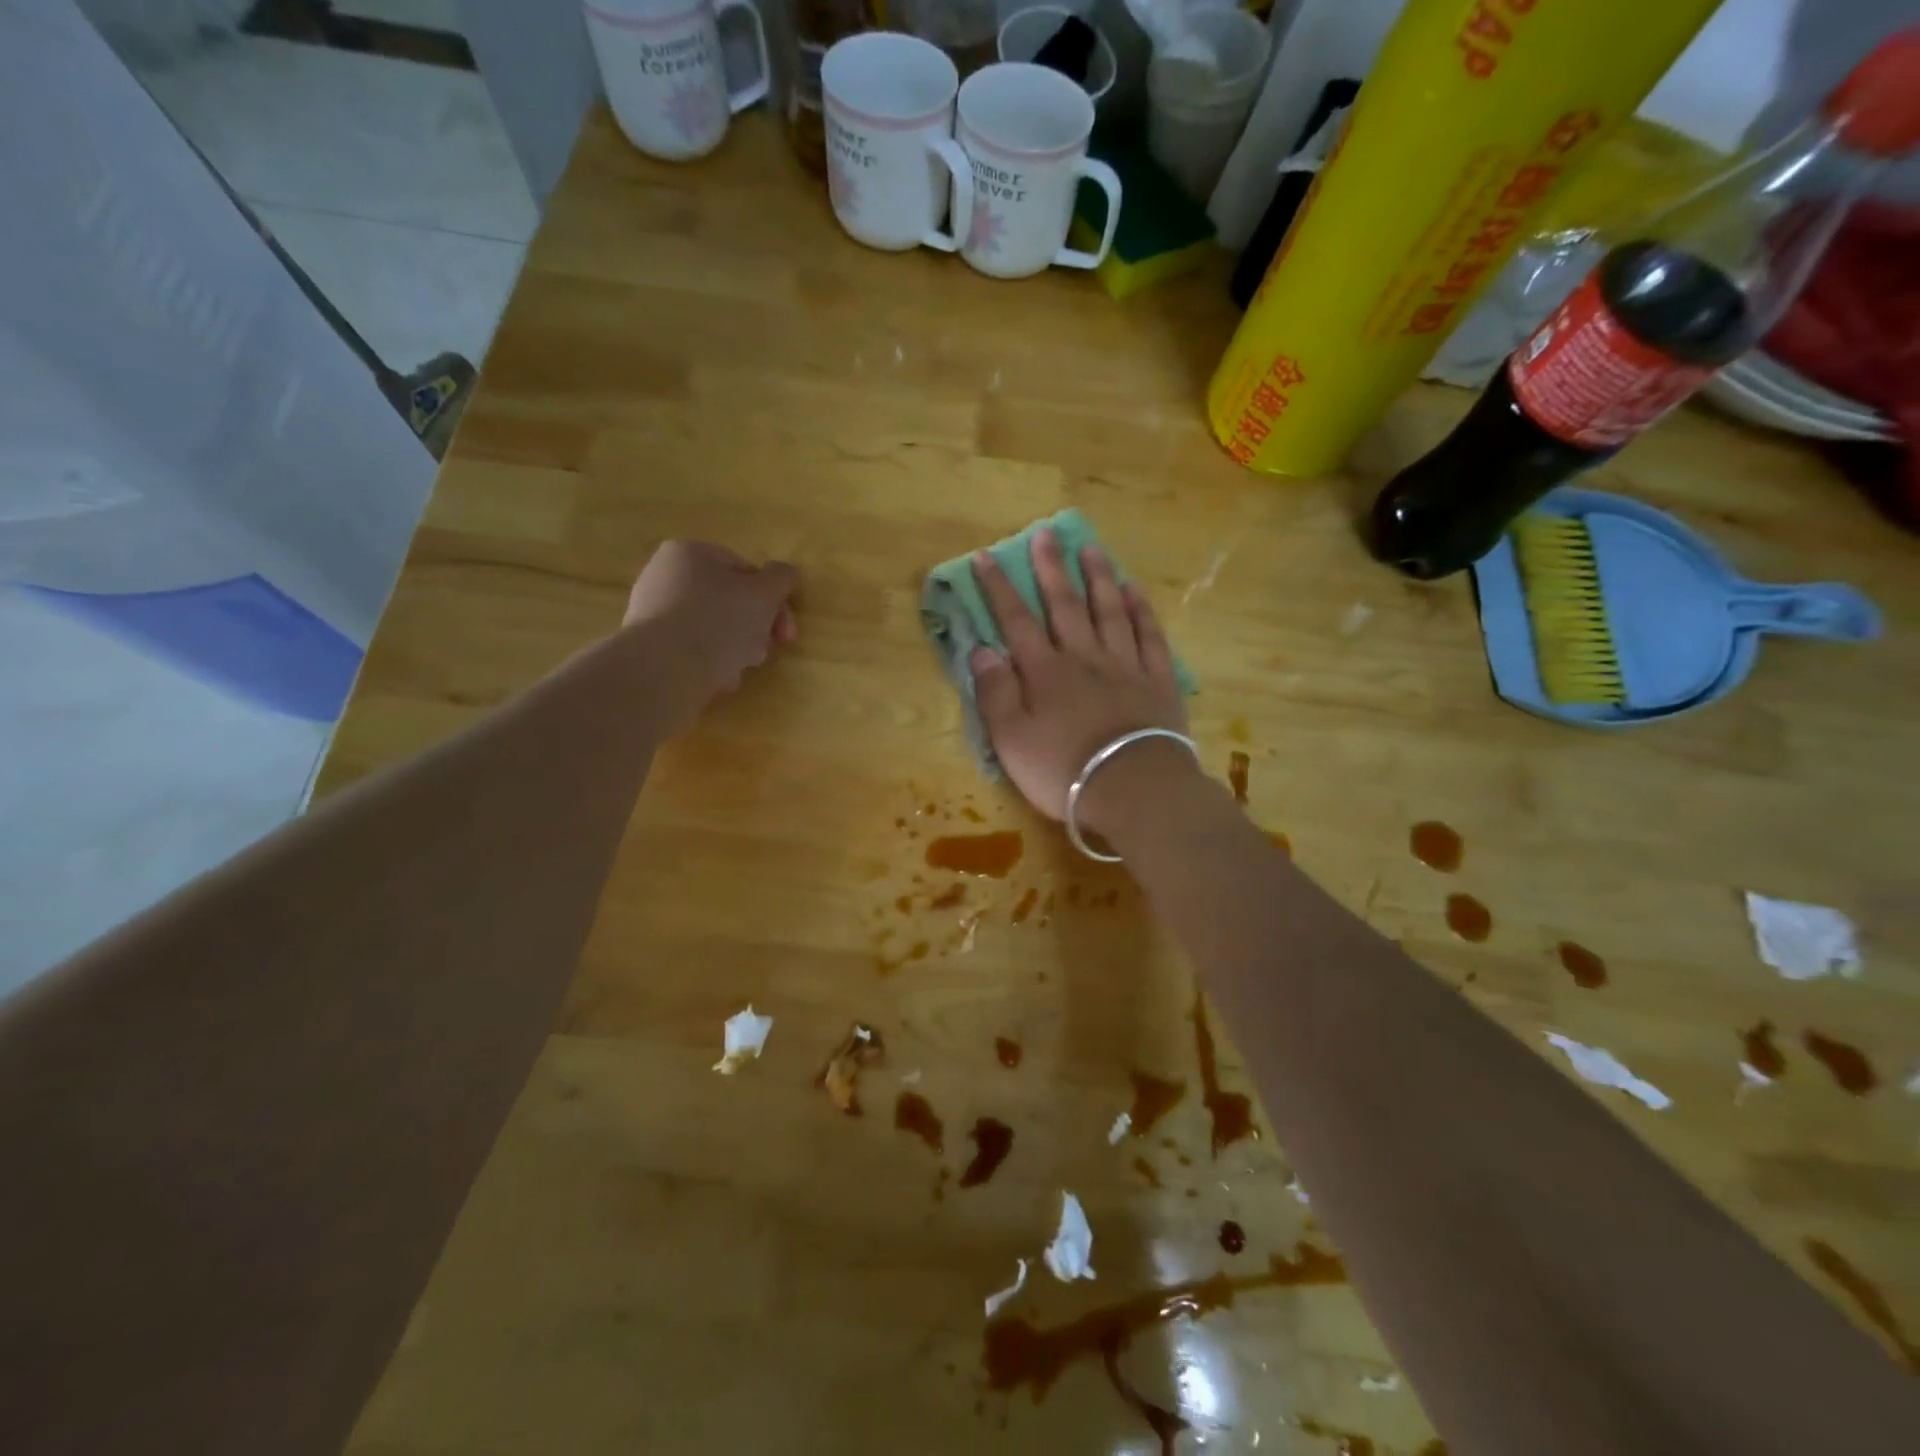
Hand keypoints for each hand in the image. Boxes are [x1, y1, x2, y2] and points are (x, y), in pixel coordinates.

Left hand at [623, 541, 796, 727]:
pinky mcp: (648, 648)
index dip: (774, 601)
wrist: (664, 671)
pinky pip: (693, 651)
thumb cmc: (719, 621)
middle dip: (755, 629)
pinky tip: (717, 679)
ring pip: (714, 629)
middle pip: (729, 602)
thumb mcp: (764, 594)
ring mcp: (652, 614)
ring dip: (736, 649)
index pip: (745, 571)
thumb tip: (784, 574)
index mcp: (689, 553)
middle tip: (766, 651)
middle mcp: (664, 576)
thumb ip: (781, 579)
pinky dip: (710, 663)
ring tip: (739, 669)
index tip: (785, 632)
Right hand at [969, 528, 1190, 832]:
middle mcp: (1084, 658)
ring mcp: (1126, 666)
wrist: (1134, 790)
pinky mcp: (1158, 682)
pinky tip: (1134, 591)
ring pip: (1110, 611)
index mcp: (1045, 673)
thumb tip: (982, 649)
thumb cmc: (1064, 770)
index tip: (987, 557)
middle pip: (1066, 605)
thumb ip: (996, 693)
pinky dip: (1141, 610)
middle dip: (1051, 569)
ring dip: (1099, 578)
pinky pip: (1149, 636)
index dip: (999, 588)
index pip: (1016, 621)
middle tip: (1045, 534)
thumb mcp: (1012, 740)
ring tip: (1091, 548)